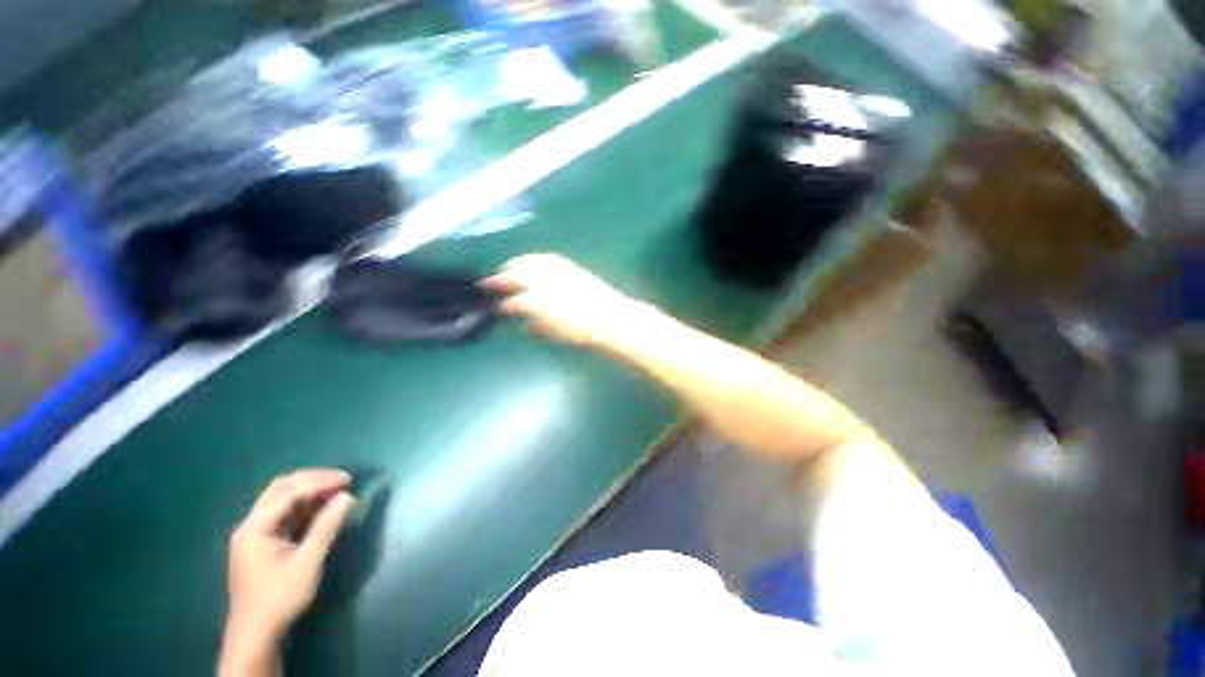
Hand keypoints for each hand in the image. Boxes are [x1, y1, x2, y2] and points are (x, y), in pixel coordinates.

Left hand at [225, 469, 355, 643]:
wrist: (256, 632)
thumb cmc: (280, 597)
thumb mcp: (308, 562)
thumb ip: (327, 527)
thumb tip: (348, 496)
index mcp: (255, 527)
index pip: (289, 492)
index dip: (320, 482)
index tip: (349, 480)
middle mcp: (250, 524)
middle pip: (281, 489)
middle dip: (313, 480)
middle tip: (342, 480)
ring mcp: (254, 533)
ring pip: (281, 499)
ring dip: (309, 491)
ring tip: (336, 491)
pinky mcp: (261, 542)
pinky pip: (283, 513)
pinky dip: (304, 505)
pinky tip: (322, 508)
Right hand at [483, 254, 648, 346]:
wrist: (611, 319)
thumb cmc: (582, 331)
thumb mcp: (555, 333)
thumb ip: (536, 325)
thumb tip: (525, 322)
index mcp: (537, 301)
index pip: (512, 301)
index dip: (501, 305)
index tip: (494, 307)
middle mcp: (543, 281)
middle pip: (515, 275)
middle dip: (500, 278)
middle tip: (489, 283)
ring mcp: (558, 270)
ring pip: (529, 262)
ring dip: (514, 265)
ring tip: (506, 269)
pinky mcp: (570, 267)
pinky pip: (546, 259)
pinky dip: (534, 260)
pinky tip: (531, 262)